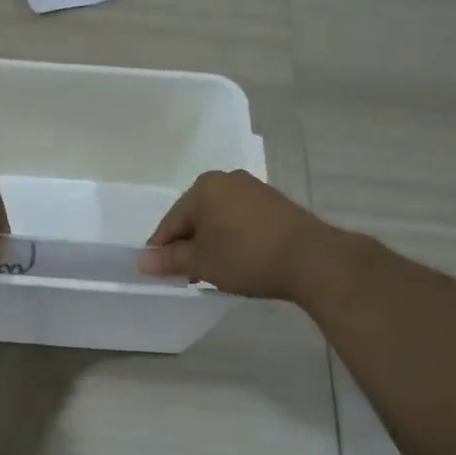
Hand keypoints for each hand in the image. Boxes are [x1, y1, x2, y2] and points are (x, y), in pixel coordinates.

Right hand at [138, 169, 322, 299]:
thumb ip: (170, 260)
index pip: (170, 222)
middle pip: (194, 217)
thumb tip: (142, 262)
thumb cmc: (247, 257)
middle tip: (189, 275)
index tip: (162, 273)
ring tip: (215, 270)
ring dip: (211, 242)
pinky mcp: (274, 202)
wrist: (313, 259)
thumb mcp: (202, 262)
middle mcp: (226, 180)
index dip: (162, 250)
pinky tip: (239, 258)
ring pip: (218, 218)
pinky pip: (240, 219)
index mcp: (203, 188)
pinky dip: (233, 237)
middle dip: (189, 245)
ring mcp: (253, 189)